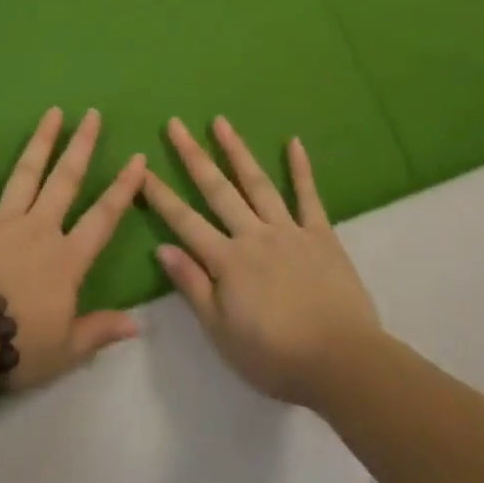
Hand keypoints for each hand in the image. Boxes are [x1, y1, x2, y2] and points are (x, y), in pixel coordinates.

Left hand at [0, 108, 148, 392]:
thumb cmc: (15, 345)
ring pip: (27, 173)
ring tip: (53, 112)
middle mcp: (39, 228)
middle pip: (66, 180)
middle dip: (81, 146)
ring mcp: (2, 219)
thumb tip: (139, 322)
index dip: (123, 188)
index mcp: (66, 259)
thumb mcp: (65, 350)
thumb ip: (100, 330)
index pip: (103, 217)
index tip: (137, 158)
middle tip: (92, 114)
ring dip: (41, 141)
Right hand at [143, 116, 380, 408]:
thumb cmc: (276, 356)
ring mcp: (288, 230)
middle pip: (217, 189)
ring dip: (236, 150)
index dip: (160, 195)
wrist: (342, 361)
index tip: (140, 169)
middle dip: (192, 155)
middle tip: (175, 124)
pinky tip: (294, 142)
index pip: (184, 221)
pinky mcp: (321, 234)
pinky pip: (308, 195)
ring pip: (257, 182)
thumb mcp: (222, 333)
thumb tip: (161, 248)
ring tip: (220, 121)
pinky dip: (300, 168)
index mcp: (227, 261)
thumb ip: (193, 286)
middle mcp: (253, 235)